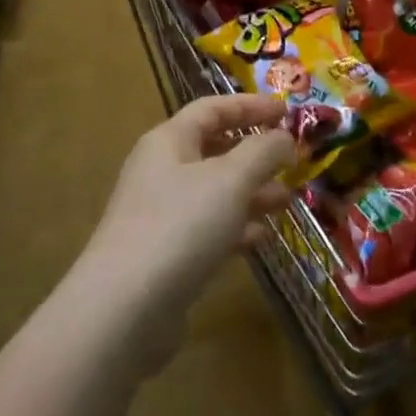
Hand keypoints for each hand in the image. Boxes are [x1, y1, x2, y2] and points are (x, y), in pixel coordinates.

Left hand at [82, 94, 295, 325]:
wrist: (124, 309)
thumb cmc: (181, 225)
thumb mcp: (231, 179)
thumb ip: (263, 151)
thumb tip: (284, 138)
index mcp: (169, 142)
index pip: (212, 109)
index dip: (250, 106)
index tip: (287, 112)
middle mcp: (161, 172)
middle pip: (213, 149)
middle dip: (254, 153)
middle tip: (291, 161)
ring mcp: (161, 215)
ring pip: (214, 192)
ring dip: (251, 192)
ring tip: (287, 200)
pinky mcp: (166, 255)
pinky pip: (208, 229)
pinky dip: (236, 227)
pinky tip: (263, 237)